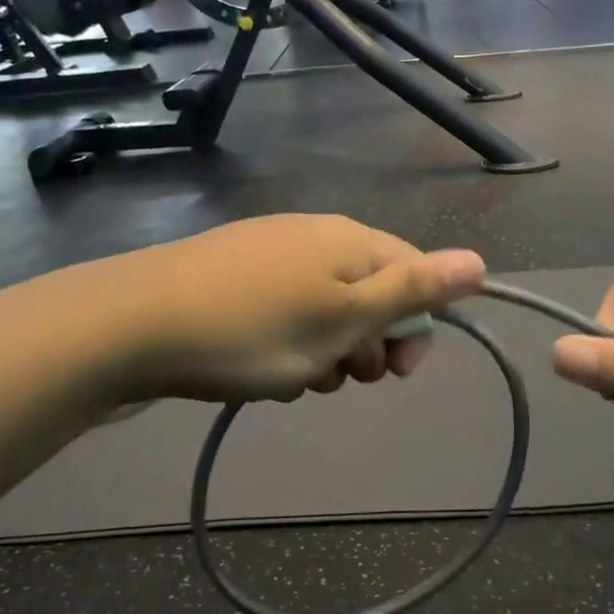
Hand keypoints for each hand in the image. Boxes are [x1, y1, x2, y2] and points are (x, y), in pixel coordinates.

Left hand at [90, 215, 484, 405]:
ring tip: (295, 377)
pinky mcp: (234, 273)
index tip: (397, 375)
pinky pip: (286, 311)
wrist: (134, 323)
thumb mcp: (343, 319)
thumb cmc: (253, 330)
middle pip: (371, 293)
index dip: (416, 327)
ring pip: (327, 309)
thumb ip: (413, 291)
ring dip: (326, 351)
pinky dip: (288, 343)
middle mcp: (315, 236)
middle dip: (366, 344)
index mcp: (350, 241)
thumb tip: (479, 261)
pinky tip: (261, 366)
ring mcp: (271, 252)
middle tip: (338, 376)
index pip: (415, 273)